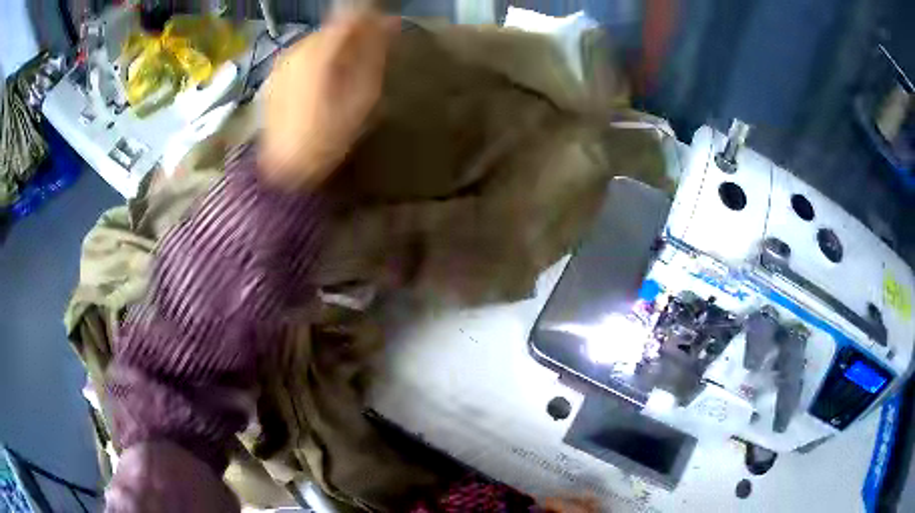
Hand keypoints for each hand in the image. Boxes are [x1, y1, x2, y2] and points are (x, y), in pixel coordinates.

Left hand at [260, 11, 397, 188]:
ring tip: (343, 74)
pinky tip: (321, 85)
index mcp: (319, 53)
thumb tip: (388, 26)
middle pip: (331, 30)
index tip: (386, 28)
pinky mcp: (273, 77)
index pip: (350, 19)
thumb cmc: (328, 137)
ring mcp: (281, 64)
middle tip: (368, 56)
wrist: (285, 168)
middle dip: (351, 37)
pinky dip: (315, 63)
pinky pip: (301, 58)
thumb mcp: (362, 97)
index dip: (371, 20)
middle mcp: (297, 51)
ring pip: (315, 43)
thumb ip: (374, 55)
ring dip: (333, 51)